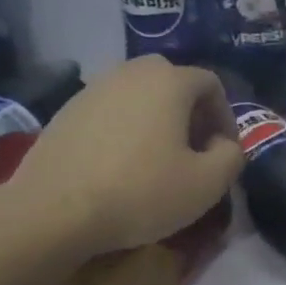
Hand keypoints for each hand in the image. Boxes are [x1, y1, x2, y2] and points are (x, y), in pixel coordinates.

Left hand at [7, 56, 241, 260]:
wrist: (53, 211)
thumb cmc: (140, 192)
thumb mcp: (207, 184)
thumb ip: (232, 157)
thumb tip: (225, 145)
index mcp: (169, 81)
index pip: (211, 83)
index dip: (225, 116)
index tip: (223, 152)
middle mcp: (130, 73)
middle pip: (173, 82)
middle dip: (191, 113)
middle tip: (193, 150)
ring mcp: (93, 89)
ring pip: (139, 95)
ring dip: (157, 120)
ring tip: (157, 159)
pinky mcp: (66, 112)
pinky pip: (110, 111)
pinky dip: (125, 129)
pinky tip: (121, 165)